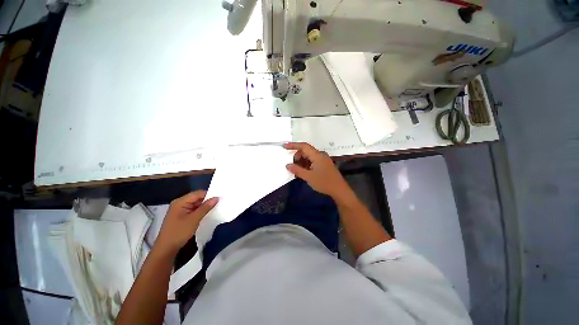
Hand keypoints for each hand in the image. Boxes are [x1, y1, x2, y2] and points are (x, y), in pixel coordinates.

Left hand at [155, 191, 217, 255]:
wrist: (166, 249)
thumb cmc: (179, 232)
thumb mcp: (194, 219)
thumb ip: (206, 207)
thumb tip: (217, 198)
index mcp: (180, 201)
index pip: (198, 193)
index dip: (209, 195)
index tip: (219, 199)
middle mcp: (180, 203)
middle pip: (197, 198)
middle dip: (207, 201)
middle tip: (219, 204)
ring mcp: (180, 210)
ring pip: (196, 204)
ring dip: (204, 207)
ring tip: (216, 208)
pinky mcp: (181, 216)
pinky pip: (193, 210)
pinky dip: (200, 211)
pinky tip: (207, 214)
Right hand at [284, 142, 352, 201]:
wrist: (339, 190)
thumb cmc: (324, 182)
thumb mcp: (308, 177)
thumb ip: (297, 170)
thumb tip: (287, 165)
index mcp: (317, 155)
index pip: (304, 146)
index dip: (293, 145)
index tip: (285, 146)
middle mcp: (320, 155)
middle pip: (306, 151)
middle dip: (297, 157)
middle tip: (292, 166)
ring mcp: (323, 160)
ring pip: (309, 157)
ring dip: (302, 162)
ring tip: (297, 171)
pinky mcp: (325, 164)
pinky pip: (313, 161)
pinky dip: (307, 165)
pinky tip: (304, 172)